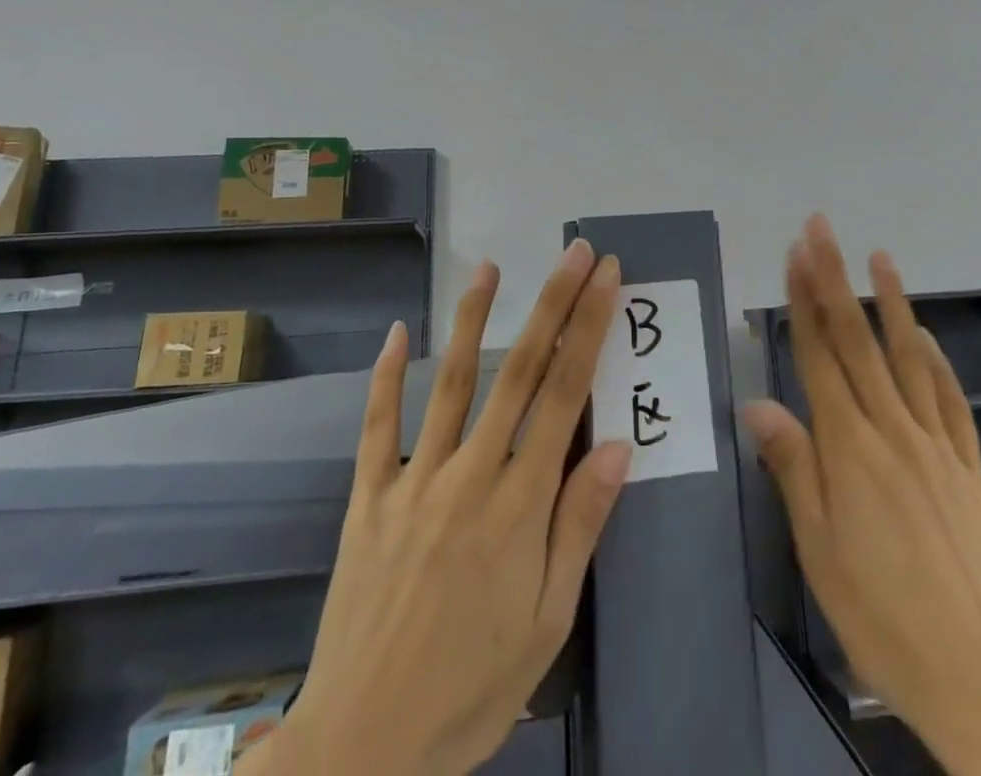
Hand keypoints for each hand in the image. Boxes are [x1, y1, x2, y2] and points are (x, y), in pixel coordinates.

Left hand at [241, 240, 631, 775]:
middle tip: (574, 253)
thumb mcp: (548, 621)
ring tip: (492, 267)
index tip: (605, 281)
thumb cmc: (472, 687)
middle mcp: (470, 474)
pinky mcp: (369, 497)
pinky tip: (398, 332)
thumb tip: (619, 447)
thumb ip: (580, 526)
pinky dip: (387, 376)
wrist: (362, 749)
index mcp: (520, 503)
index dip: (588, 330)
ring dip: (475, 319)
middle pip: (519, 371)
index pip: (564, 395)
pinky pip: (377, 426)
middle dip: (552, 305)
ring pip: (452, 382)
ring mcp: (414, 480)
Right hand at [742, 216, 980, 775]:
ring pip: (907, 357)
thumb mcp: (819, 552)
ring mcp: (936, 445)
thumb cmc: (882, 618)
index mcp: (850, 449)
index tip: (794, 254)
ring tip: (879, 255)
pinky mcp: (967, 467)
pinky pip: (949, 400)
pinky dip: (935, 361)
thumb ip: (793, 469)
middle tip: (821, 229)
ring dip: (890, 302)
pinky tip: (923, 336)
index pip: (820, 356)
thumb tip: (759, 404)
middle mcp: (893, 431)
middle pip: (857, 341)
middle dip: (834, 279)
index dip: (804, 301)